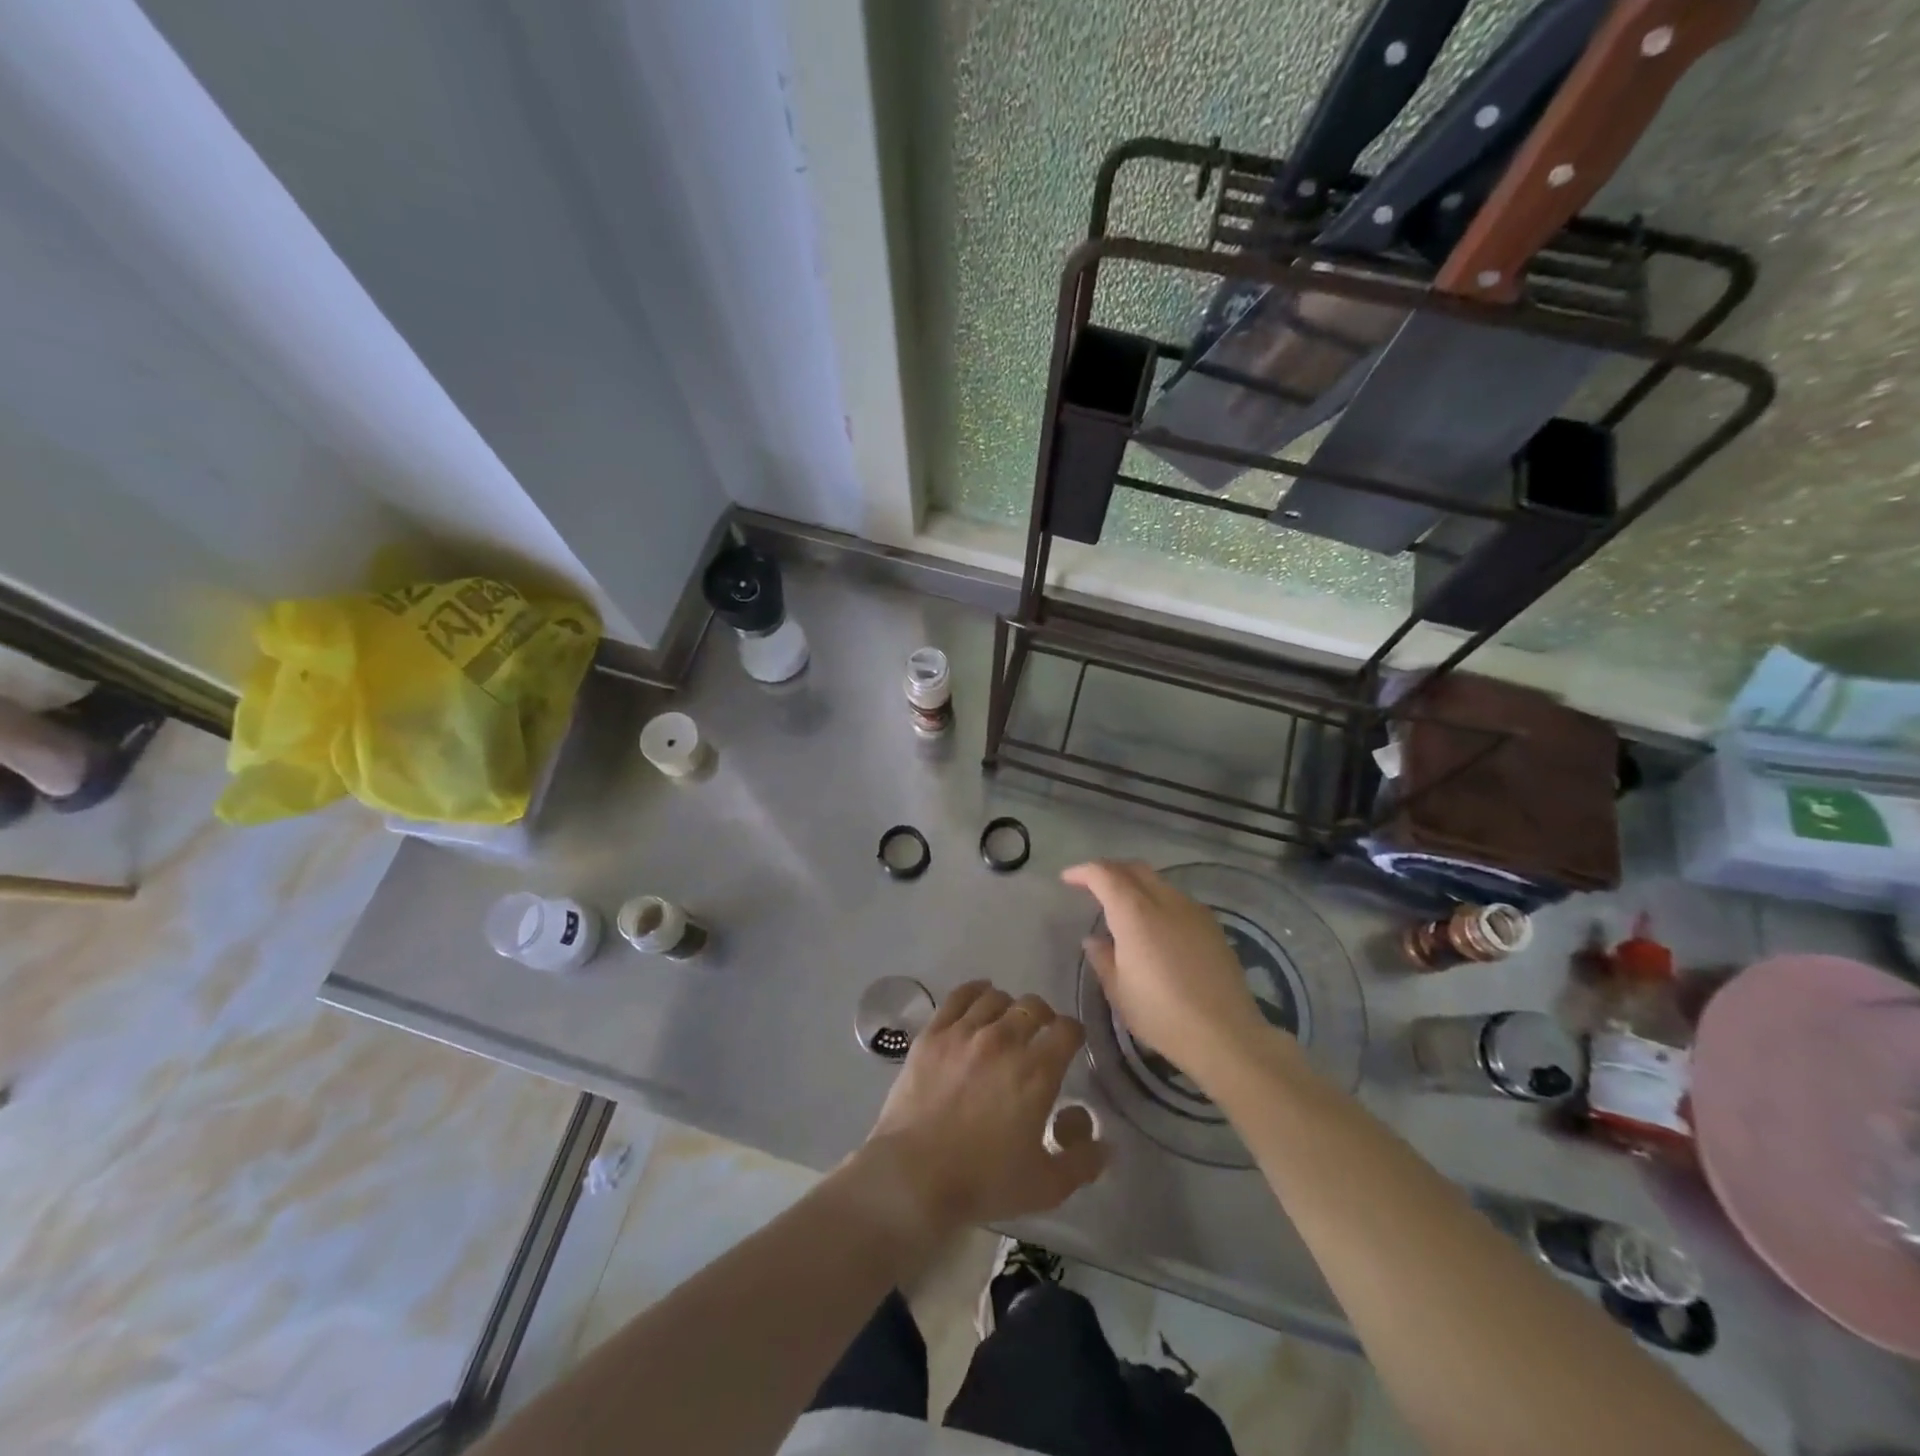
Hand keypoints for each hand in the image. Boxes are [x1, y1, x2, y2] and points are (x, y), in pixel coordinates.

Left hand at [864, 981, 1105, 1233]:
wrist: (914, 1176)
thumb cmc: (983, 1182)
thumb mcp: (1046, 1186)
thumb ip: (1083, 1162)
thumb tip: (1106, 1144)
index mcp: (1036, 1071)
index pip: (1067, 1029)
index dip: (1073, 1034)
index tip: (1071, 1045)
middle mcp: (1004, 1040)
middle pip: (1033, 1006)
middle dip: (1043, 1018)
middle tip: (1038, 1037)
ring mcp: (965, 1032)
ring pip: (997, 998)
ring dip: (1008, 1008)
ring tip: (1005, 1023)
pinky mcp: (933, 1033)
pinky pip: (959, 996)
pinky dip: (975, 992)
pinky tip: (979, 999)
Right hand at [1061, 860, 1268, 1081]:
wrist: (1226, 1035)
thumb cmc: (1161, 1014)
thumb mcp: (1118, 991)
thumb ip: (1102, 958)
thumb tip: (1094, 939)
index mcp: (1135, 912)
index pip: (1104, 874)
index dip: (1083, 872)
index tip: (1068, 879)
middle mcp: (1165, 900)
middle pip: (1133, 868)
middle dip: (1109, 870)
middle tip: (1092, 885)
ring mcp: (1193, 910)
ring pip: (1158, 881)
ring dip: (1135, 884)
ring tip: (1122, 906)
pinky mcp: (1212, 925)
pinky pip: (1177, 899)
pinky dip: (1157, 899)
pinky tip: (1154, 925)